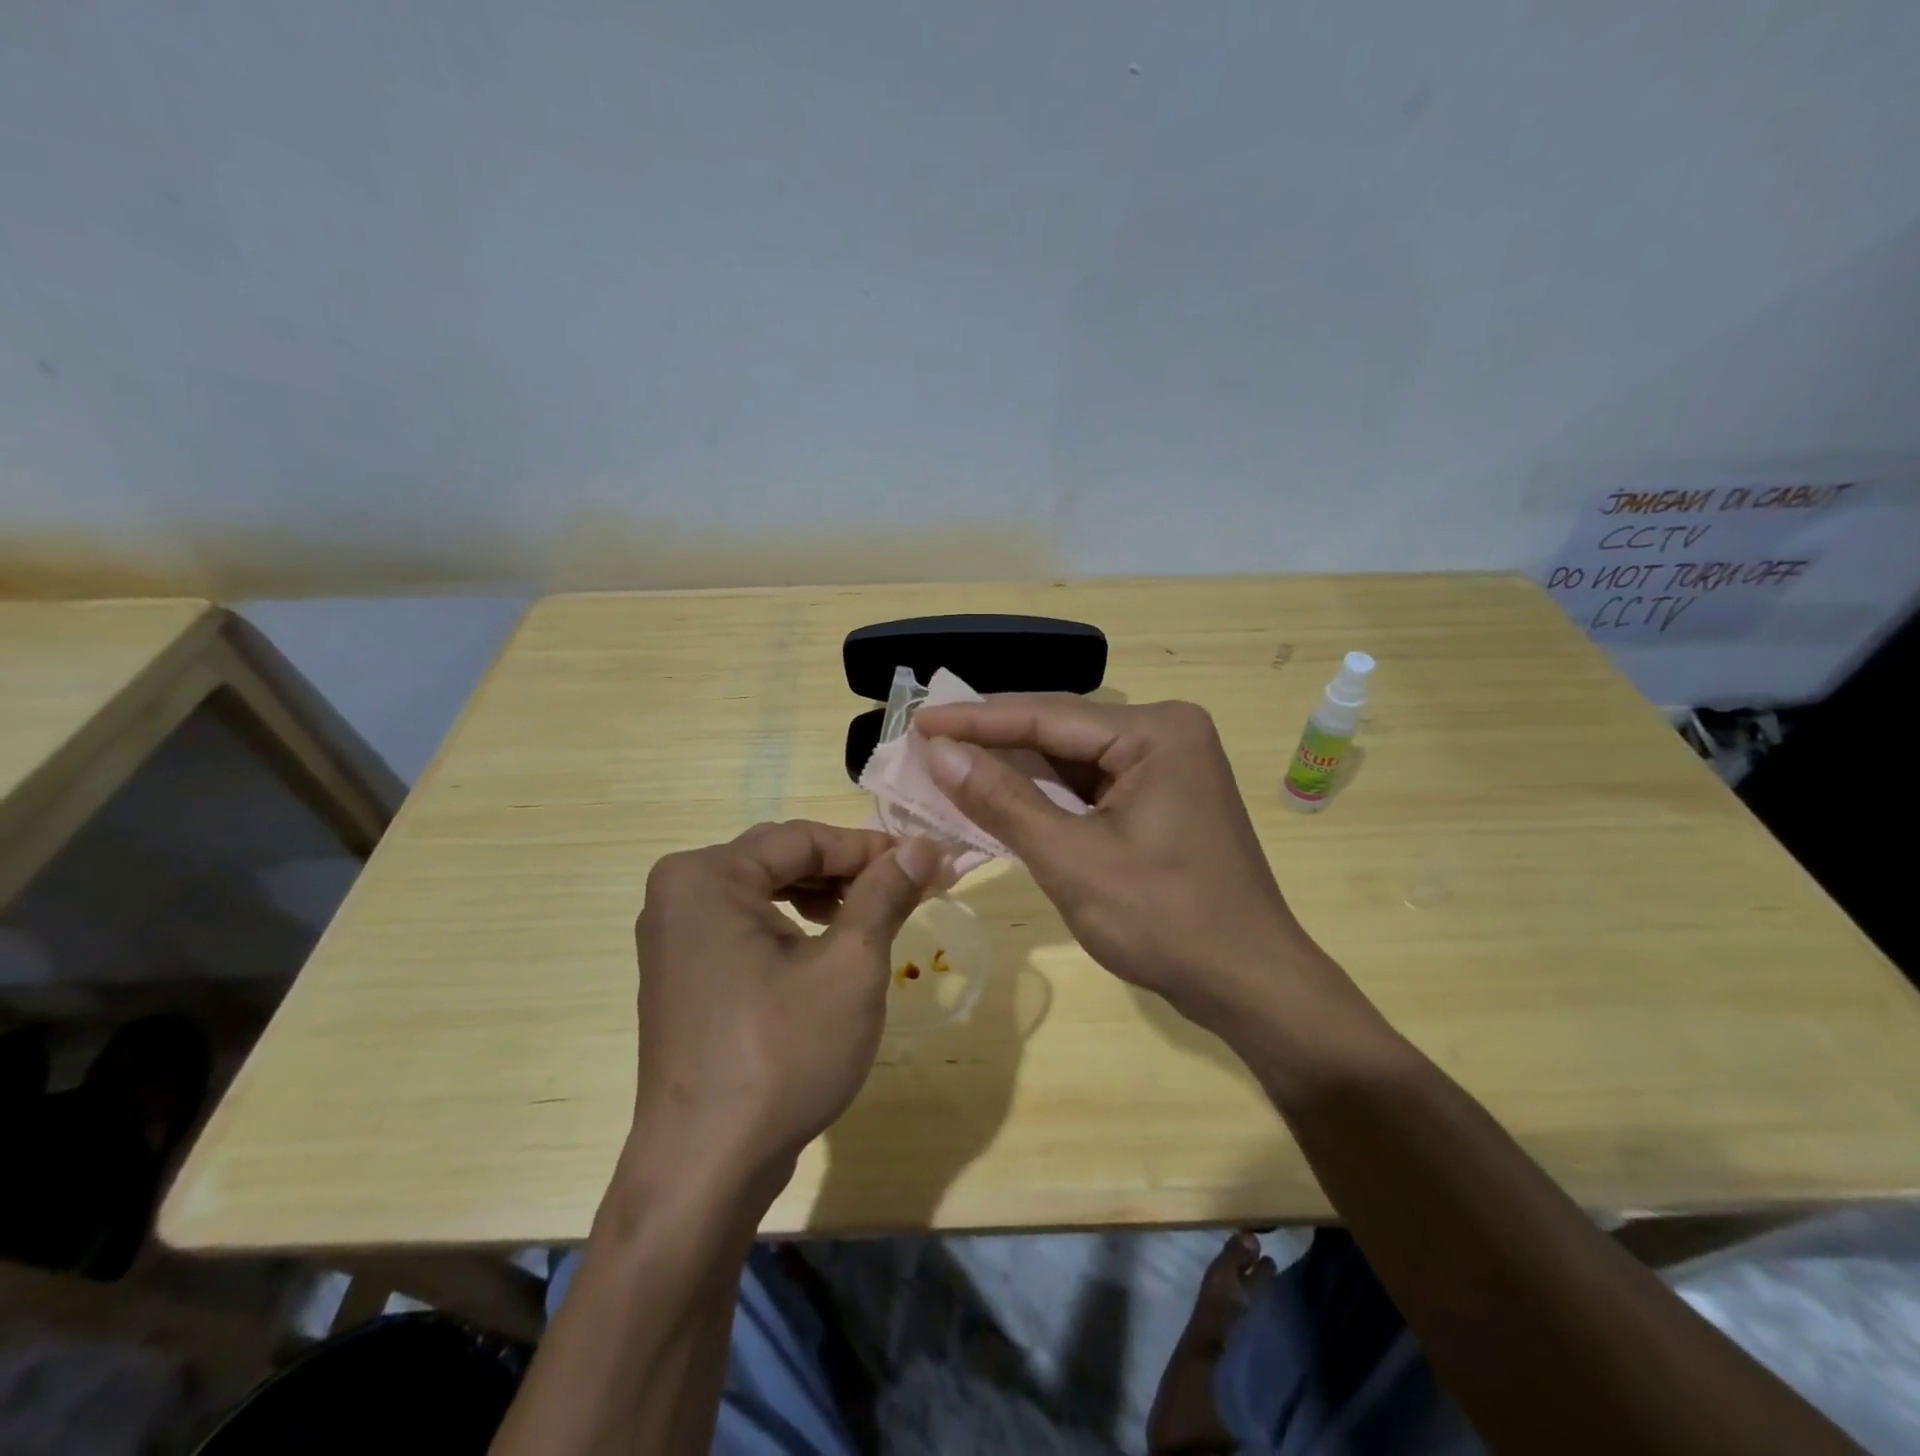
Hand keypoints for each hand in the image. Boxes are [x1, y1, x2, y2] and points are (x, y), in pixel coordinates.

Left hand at [627, 822, 939, 1189]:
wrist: (706, 1169)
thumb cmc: (781, 1055)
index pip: (803, 838)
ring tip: (873, 916)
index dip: (870, 847)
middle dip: (848, 871)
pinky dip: (792, 926)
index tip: (925, 862)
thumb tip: (923, 846)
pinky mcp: (683, 973)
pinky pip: (746, 925)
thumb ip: (884, 894)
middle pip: (781, 858)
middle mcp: (678, 893)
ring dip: (823, 897)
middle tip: (907, 888)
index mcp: (706, 876)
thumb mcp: (850, 965)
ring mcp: (674, 936)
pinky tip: (828, 947)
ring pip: (764, 891)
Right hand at [911, 696, 1363, 1032]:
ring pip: (1071, 760)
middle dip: (992, 742)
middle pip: (1059, 731)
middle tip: (926, 742)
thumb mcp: (1073, 859)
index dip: (976, 720)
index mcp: (1155, 732)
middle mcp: (1164, 734)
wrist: (1250, 984)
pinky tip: (998, 796)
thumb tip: (940, 754)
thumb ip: (1004, 801)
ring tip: (947, 765)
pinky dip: (1044, 796)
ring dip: (1013, 770)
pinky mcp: (1160, 798)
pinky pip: (1089, 786)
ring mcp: (1166, 767)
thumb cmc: (1166, 920)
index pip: (1047, 715)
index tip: (919, 722)